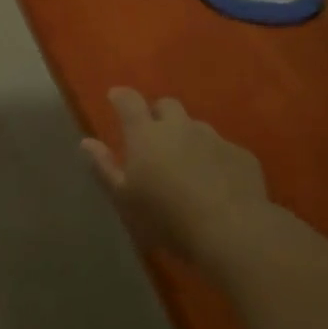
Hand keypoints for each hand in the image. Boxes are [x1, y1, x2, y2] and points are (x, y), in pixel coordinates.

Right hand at [80, 88, 291, 278]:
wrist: (232, 231)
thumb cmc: (167, 218)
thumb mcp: (125, 199)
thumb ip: (104, 167)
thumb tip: (86, 142)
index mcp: (145, 135)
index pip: (128, 101)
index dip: (120, 96)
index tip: (115, 98)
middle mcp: (179, 127)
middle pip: (166, 105)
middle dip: (157, 114)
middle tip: (152, 136)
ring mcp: (214, 138)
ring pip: (196, 126)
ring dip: (187, 137)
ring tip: (186, 164)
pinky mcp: (241, 155)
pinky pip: (222, 149)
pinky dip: (214, 158)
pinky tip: (216, 183)